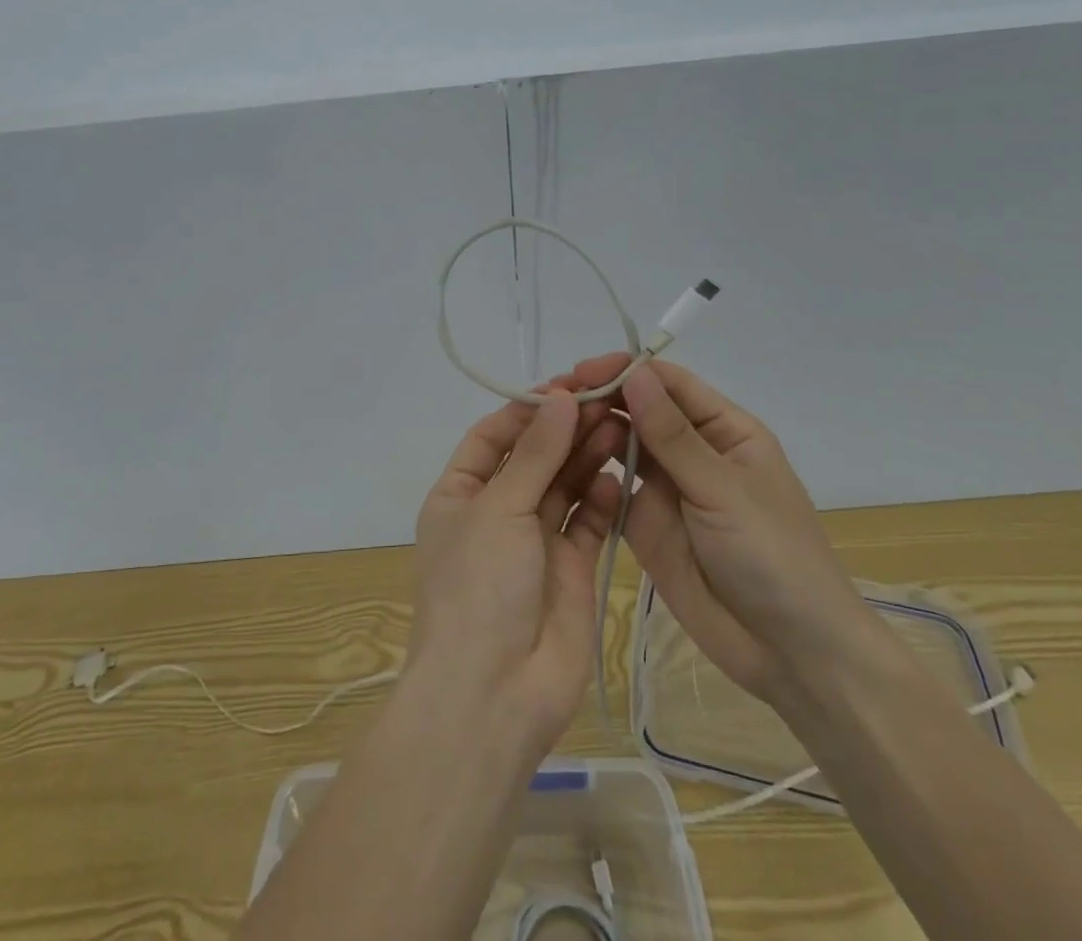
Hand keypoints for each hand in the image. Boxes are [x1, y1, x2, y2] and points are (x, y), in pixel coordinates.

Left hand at [407, 383, 621, 750]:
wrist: (494, 696)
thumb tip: (561, 397)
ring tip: (621, 425)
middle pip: (534, 457)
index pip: (494, 435)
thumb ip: (534, 453)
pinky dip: (602, 499)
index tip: (568, 385)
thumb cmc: (479, 587)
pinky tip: (619, 477)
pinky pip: (588, 522)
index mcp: (460, 493)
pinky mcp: (570, 569)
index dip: (529, 409)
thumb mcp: (499, 509)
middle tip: (609, 398)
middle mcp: (495, 512)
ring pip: (565, 485)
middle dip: (566, 429)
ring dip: (588, 456)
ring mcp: (534, 541)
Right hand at [568, 354, 876, 703]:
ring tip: (548, 426)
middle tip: (552, 397)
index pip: (669, 383)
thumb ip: (672, 435)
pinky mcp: (643, 521)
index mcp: (724, 429)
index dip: (627, 372)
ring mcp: (666, 487)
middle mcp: (692, 450)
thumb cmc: (773, 556)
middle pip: (639, 409)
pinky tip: (559, 465)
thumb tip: (634, 374)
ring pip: (621, 444)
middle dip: (600, 398)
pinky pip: (611, 486)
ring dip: (590, 430)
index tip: (582, 372)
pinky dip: (588, 472)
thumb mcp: (723, 489)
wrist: (788, 653)